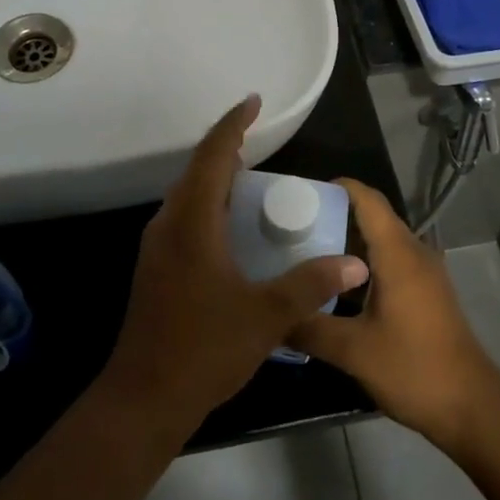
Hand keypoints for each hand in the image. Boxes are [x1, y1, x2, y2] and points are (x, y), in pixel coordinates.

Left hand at [100, 96, 370, 440]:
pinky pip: (184, 217)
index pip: (213, 155)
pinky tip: (230, 228)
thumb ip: (311, 284)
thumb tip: (356, 263)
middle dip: (226, 148)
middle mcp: (169, 224)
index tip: (253, 102)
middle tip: (258, 140)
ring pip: (188, 195)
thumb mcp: (267, 316)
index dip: (233, 125)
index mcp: (192, 222)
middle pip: (197, 170)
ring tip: (249, 177)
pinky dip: (208, 205)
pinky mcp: (155, 268)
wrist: (143, 398)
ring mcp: (157, 247)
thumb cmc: (204, 348)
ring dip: (215, 178)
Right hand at [291, 179, 499, 449]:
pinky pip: (392, 263)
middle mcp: (414, 253)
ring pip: (382, 243)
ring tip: (308, 257)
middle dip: (335, 217)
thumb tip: (271, 315)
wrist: (472, 408)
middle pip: (373, 218)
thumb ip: (310, 328)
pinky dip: (365, 265)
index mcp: (397, 253)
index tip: (303, 193)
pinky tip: (338, 291)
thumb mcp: (353, 351)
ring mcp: (425, 274)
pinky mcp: (428, 294)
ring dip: (349, 244)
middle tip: (294, 228)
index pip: (368, 200)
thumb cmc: (413, 368)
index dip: (338, 187)